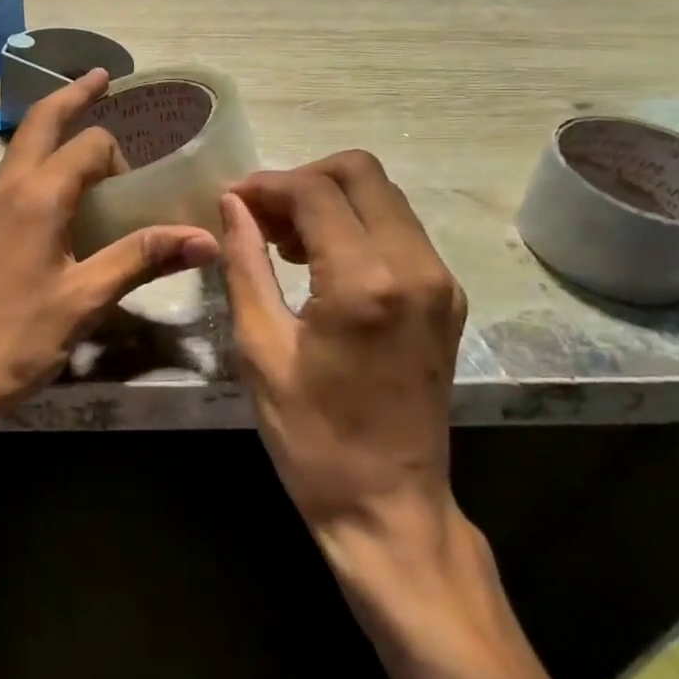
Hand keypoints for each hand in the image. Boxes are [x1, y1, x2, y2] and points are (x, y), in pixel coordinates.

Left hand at [0, 69, 219, 443]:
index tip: (138, 189)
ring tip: (80, 142)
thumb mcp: (85, 299)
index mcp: (35, 195)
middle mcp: (2, 189)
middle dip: (71, 96)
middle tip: (101, 77)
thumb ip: (142, 258)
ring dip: (49, 135)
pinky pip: (7, 185)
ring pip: (18, 154)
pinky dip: (34, 173)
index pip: (87, 146)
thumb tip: (207, 237)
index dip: (119, 156)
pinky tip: (51, 209)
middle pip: (39, 124)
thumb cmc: (15, 339)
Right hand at [217, 151, 467, 537]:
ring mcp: (440, 281)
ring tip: (283, 240)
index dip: (267, 185)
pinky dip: (356, 225)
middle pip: (361, 172)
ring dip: (330, 200)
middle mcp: (415, 267)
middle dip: (303, 179)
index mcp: (364, 282)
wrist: (389, 506)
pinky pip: (400, 230)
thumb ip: (245, 263)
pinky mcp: (447, 298)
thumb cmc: (312, 437)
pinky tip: (320, 262)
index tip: (232, 200)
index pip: (315, 191)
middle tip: (261, 216)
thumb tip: (232, 205)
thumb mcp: (260, 348)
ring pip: (384, 196)